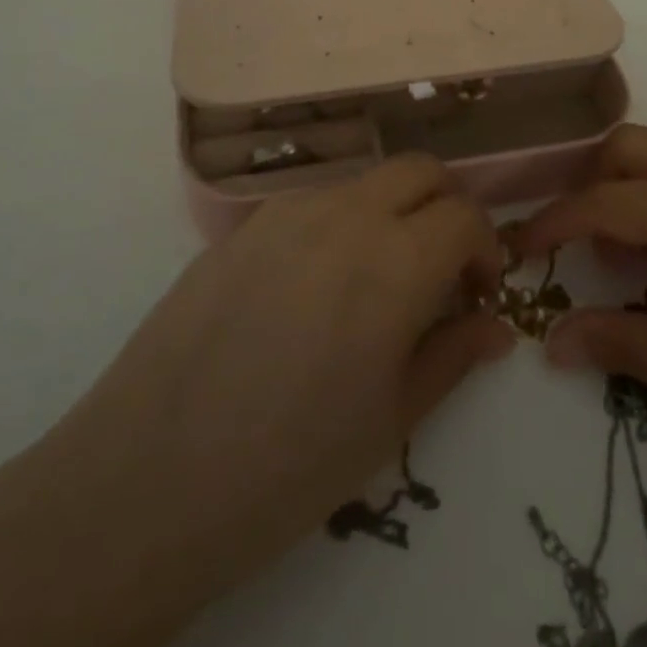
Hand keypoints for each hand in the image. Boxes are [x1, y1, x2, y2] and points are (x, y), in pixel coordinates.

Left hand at [37, 154, 513, 646]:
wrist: (149, 476)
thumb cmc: (288, 464)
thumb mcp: (391, 420)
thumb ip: (453, 355)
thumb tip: (497, 325)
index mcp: (395, 261)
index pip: (465, 215)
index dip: (485, 248)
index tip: (477, 291)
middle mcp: (346, 214)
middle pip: (420, 170)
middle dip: (447, 206)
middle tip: (441, 265)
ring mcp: (288, 210)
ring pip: (366, 180)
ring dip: (392, 211)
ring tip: (376, 278)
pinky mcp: (244, 223)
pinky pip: (313, 201)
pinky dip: (341, 221)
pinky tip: (315, 287)